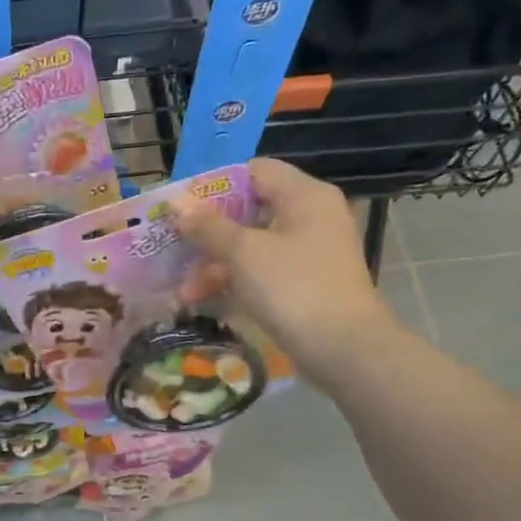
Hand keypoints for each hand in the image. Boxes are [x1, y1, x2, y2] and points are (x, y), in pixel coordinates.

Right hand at [168, 158, 396, 381]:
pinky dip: (236, 280)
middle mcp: (311, 215)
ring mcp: (311, 251)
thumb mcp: (243, 254)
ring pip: (253, 244)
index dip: (215, 186)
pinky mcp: (306, 282)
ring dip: (216, 263)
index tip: (182, 209)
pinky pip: (264, 270)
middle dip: (209, 233)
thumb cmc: (293, 288)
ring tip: (185, 291)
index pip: (254, 171)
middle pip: (249, 210)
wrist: (345, 350)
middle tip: (175, 250)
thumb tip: (176, 201)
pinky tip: (207, 300)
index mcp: (303, 195)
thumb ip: (207, 226)